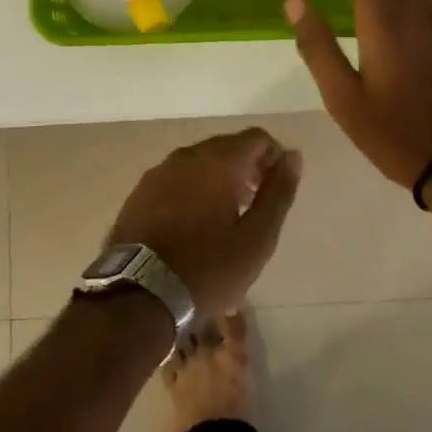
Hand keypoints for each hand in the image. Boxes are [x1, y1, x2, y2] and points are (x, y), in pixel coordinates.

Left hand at [107, 129, 301, 318]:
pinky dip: (192, 189)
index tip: (276, 189)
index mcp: (218, 160)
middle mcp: (187, 155)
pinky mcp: (140, 192)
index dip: (274, 157)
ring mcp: (159, 172)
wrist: (139, 294)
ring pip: (199, 162)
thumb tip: (292, 156)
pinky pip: (176, 178)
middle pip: (227, 146)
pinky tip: (194, 224)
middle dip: (247, 168)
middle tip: (255, 206)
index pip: (256, 138)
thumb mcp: (257, 237)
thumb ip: (278, 192)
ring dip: (219, 178)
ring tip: (226, 218)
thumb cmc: (208, 267)